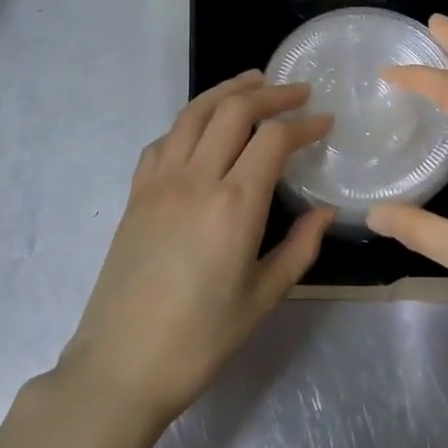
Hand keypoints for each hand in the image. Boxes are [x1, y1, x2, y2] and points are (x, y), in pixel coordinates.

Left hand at [60, 72, 334, 417]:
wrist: (121, 365)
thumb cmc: (200, 339)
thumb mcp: (263, 298)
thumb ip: (299, 247)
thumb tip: (325, 212)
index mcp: (234, 205)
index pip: (273, 139)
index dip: (304, 123)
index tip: (325, 120)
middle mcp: (195, 179)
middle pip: (233, 110)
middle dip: (270, 94)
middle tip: (297, 92)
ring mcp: (159, 182)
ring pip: (194, 114)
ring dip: (227, 91)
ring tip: (253, 83)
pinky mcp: (136, 193)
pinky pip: (164, 140)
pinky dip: (190, 121)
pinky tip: (202, 128)